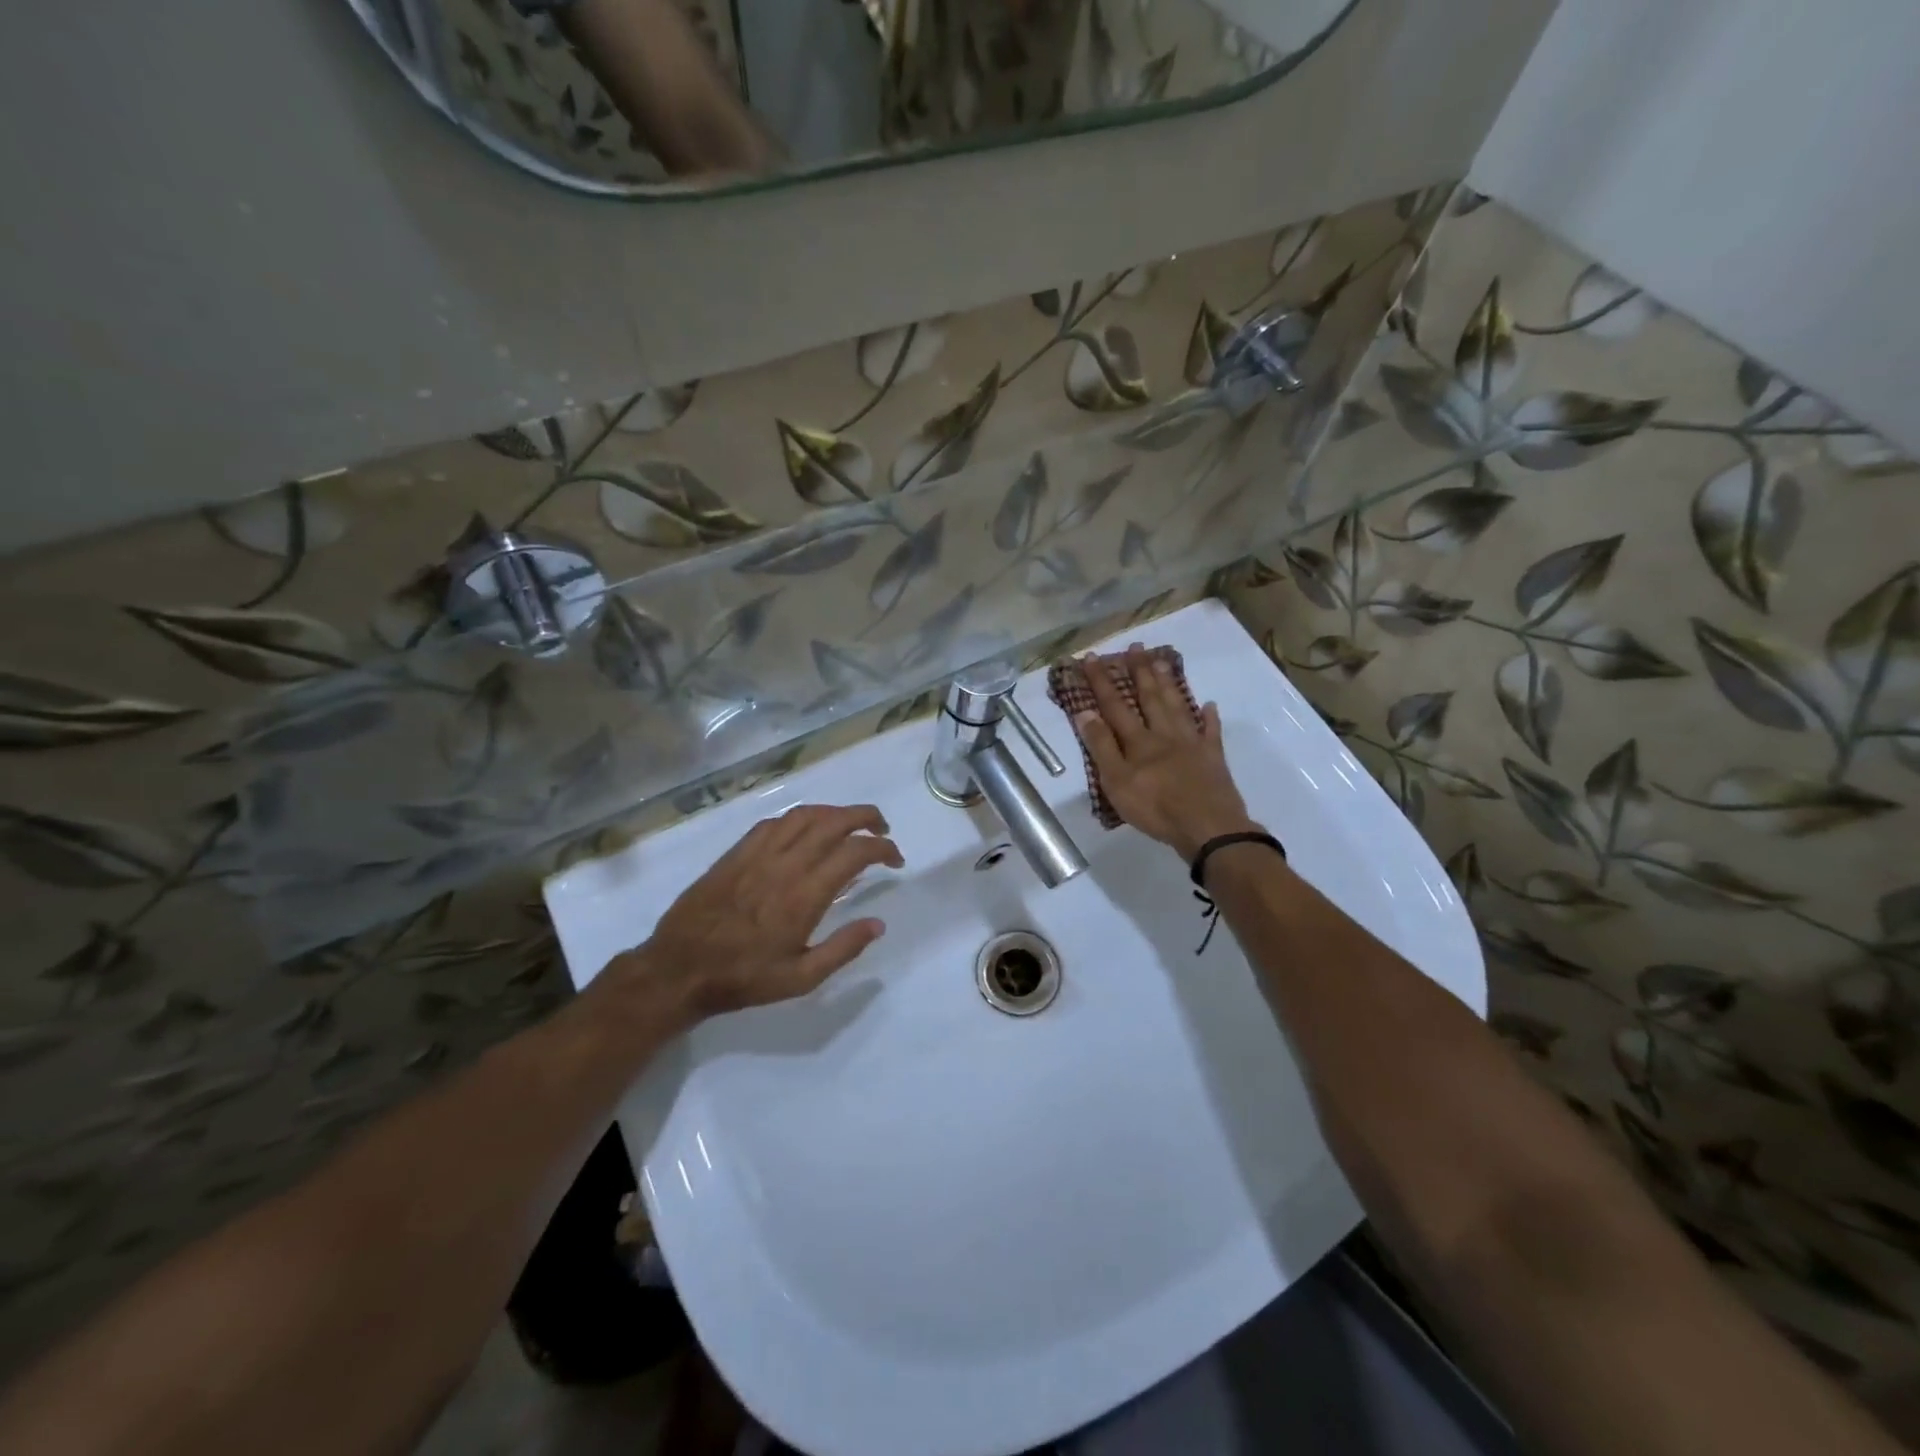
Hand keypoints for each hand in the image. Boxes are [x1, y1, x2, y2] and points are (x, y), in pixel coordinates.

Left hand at [606, 804, 902, 1023]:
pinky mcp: (736, 852)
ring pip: (804, 815)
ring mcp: (757, 854)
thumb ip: (842, 949)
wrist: (679, 969)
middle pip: (833, 822)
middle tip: (882, 828)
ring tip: (849, 824)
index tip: (895, 859)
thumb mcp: (800, 979)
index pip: (854, 853)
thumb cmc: (743, 978)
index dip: (882, 849)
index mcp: (805, 895)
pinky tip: (805, 830)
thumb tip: (878, 924)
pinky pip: (774, 822)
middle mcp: (785, 865)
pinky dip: (799, 818)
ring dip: (834, 812)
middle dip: (865, 817)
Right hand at [1075, 643, 1259, 861]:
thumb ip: (1102, 746)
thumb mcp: (1117, 781)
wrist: (1208, 826)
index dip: (1101, 681)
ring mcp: (1192, 744)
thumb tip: (1085, 712)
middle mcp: (1164, 735)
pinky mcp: (1213, 758)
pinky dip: (1209, 718)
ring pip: (1178, 706)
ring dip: (1169, 683)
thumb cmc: (1156, 808)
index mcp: (1138, 742)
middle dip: (1140, 671)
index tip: (1091, 657)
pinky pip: (1211, 732)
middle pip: (1150, 697)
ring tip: (1163, 661)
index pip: (1115, 705)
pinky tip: (1209, 705)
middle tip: (1136, 647)